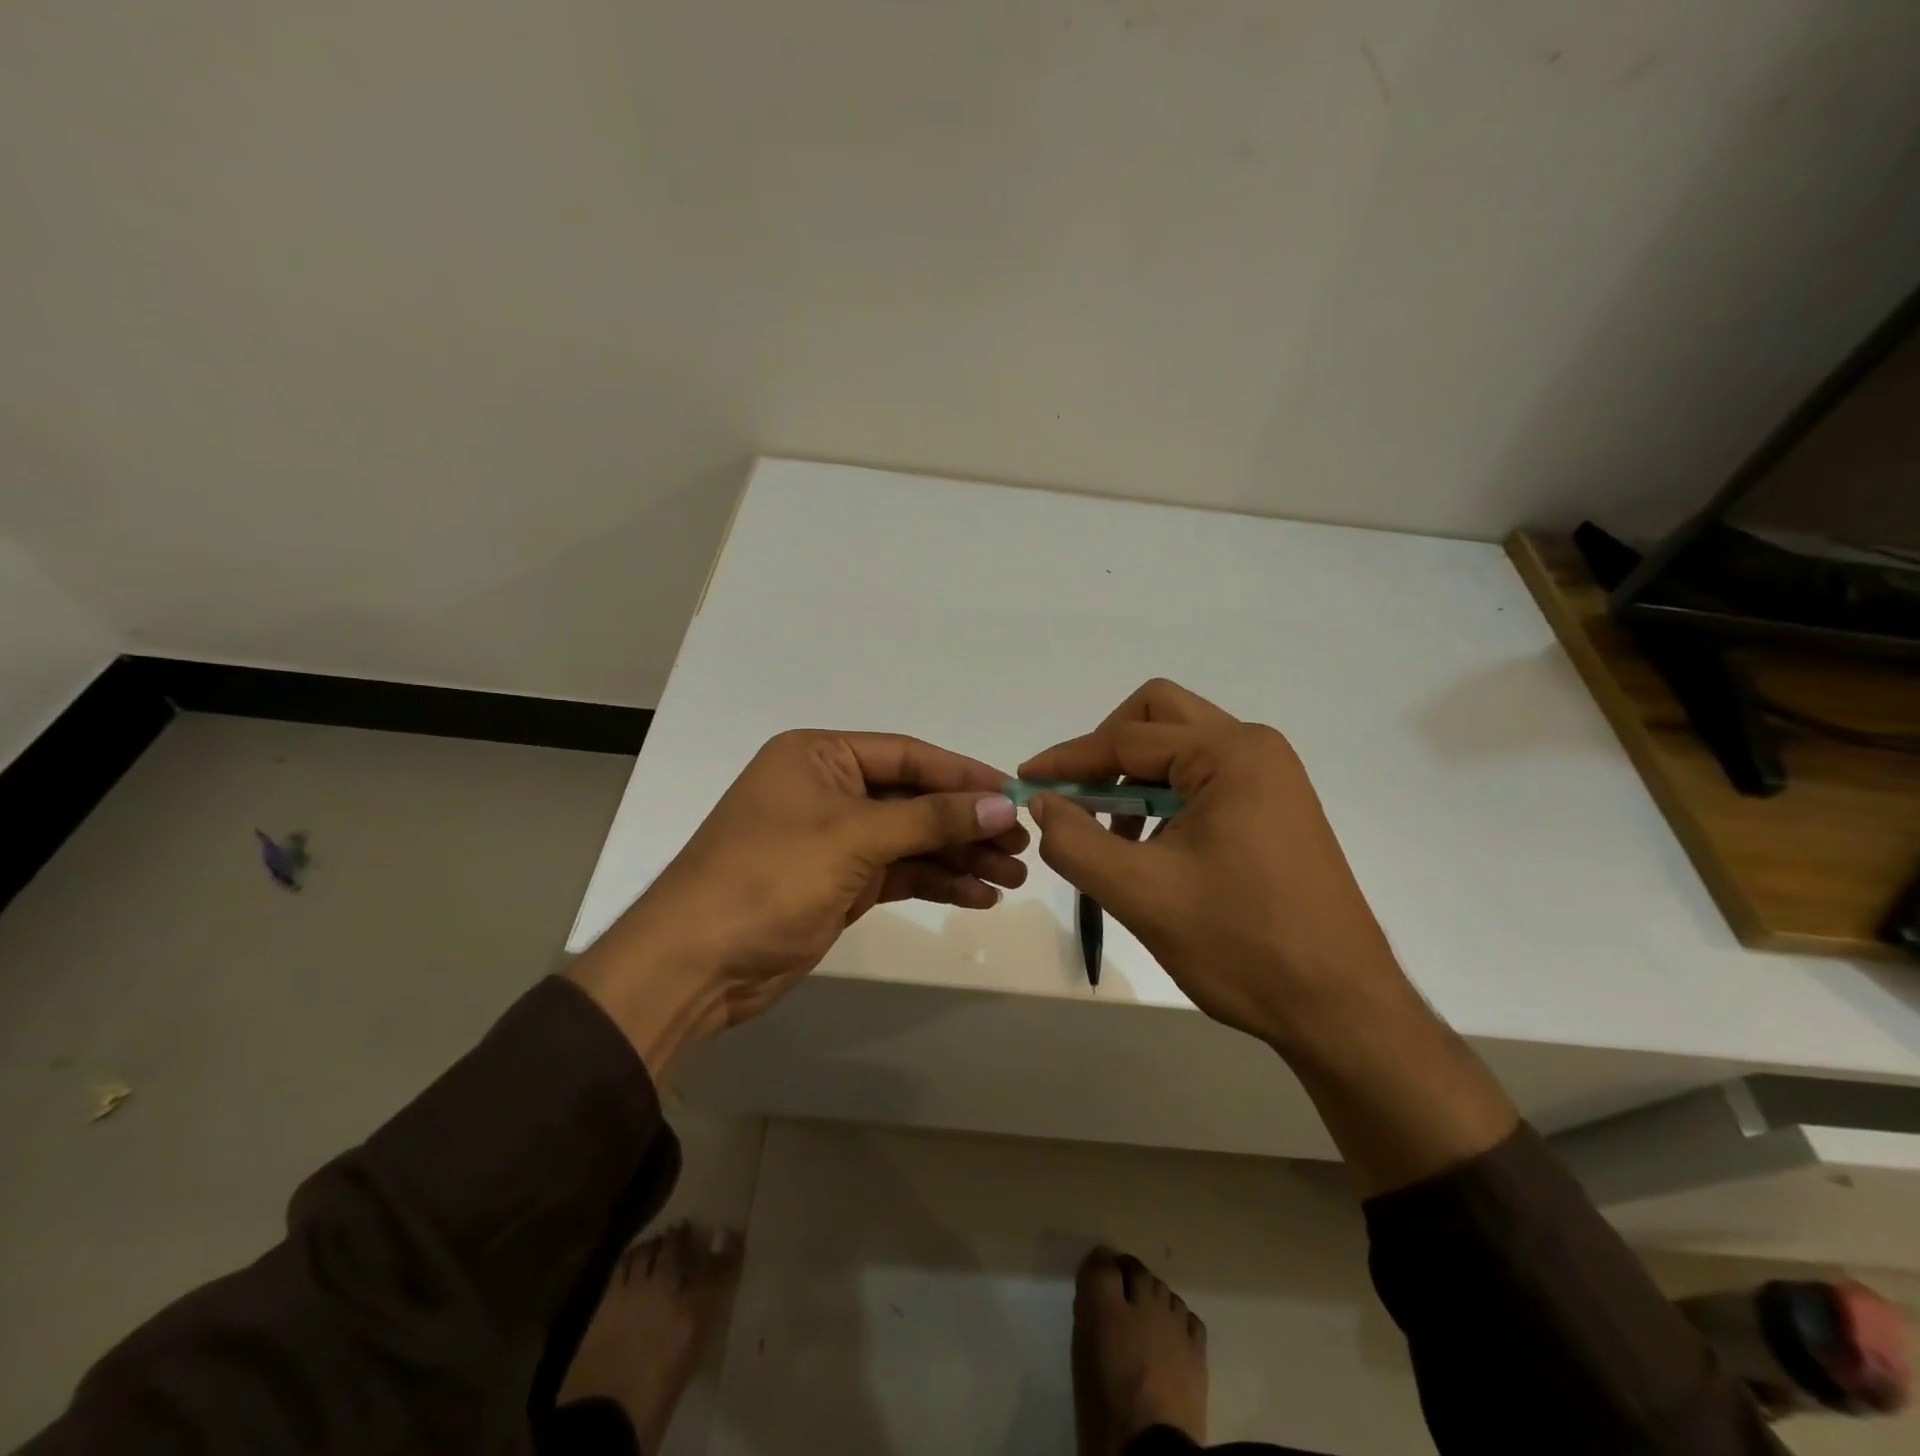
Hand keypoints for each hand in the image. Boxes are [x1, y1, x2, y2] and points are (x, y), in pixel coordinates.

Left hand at [571, 730, 1026, 1076]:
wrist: (698, 963)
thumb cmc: (769, 877)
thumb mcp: (854, 837)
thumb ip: (931, 819)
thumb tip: (1002, 804)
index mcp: (819, 756)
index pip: (908, 756)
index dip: (964, 776)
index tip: (1015, 796)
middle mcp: (828, 790)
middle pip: (914, 800)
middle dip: (967, 823)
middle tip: (1022, 846)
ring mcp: (834, 840)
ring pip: (912, 840)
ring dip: (959, 857)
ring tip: (1012, 878)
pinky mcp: (839, 884)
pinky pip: (899, 874)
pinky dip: (936, 883)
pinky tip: (978, 896)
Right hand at [1025, 680, 1517, 1193]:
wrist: (1341, 1010)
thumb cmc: (1241, 945)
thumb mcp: (1140, 894)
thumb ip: (1075, 841)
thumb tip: (1042, 803)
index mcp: (1231, 754)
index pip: (1127, 739)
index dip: (1068, 759)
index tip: (1025, 780)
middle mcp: (1256, 749)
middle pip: (1158, 717)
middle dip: (1107, 751)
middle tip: (1075, 797)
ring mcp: (1272, 778)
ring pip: (1180, 749)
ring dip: (1134, 780)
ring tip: (1108, 837)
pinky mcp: (1275, 808)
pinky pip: (1203, 780)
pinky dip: (1163, 800)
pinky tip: (1148, 850)